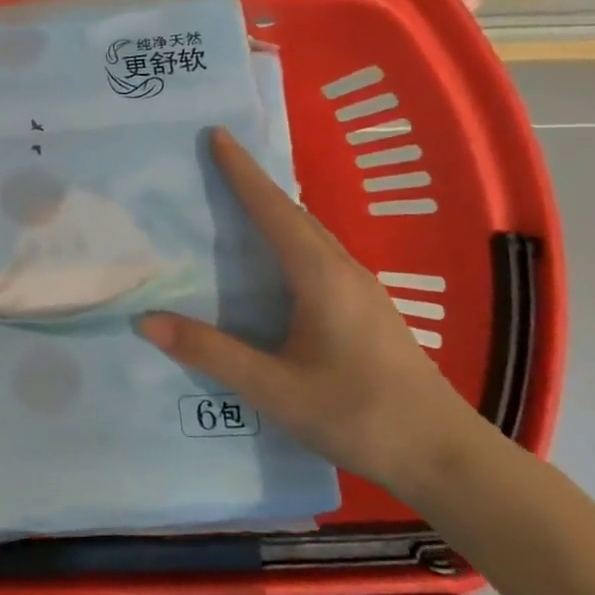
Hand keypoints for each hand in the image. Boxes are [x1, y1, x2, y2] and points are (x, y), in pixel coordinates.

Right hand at [140, 128, 490, 499]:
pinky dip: (289, 238)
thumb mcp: (274, 389)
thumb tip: (146, 319)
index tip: (218, 135)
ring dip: (274, 210)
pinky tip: (275, 261)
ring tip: (238, 201)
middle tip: (218, 161)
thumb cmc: (359, 415)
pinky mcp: (367, 311)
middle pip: (294, 213)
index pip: (274, 210)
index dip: (242, 173)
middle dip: (255, 183)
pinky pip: (319, 255)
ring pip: (310, 234)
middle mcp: (344, 271)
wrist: (448, 459)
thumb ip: (210, 352)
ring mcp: (362, 291)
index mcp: (321, 277)